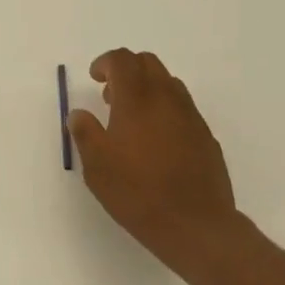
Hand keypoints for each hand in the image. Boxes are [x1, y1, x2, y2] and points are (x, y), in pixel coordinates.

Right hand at [67, 49, 256, 280]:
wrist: (196, 225)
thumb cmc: (137, 192)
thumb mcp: (96, 166)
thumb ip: (85, 133)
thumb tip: (79, 114)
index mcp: (137, 100)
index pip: (122, 60)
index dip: (105, 62)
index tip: (94, 79)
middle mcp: (167, 99)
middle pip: (148, 63)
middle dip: (127, 70)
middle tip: (110, 96)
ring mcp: (191, 117)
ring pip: (168, 83)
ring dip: (147, 88)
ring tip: (131, 119)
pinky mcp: (206, 136)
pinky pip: (183, 108)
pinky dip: (164, 110)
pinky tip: (155, 142)